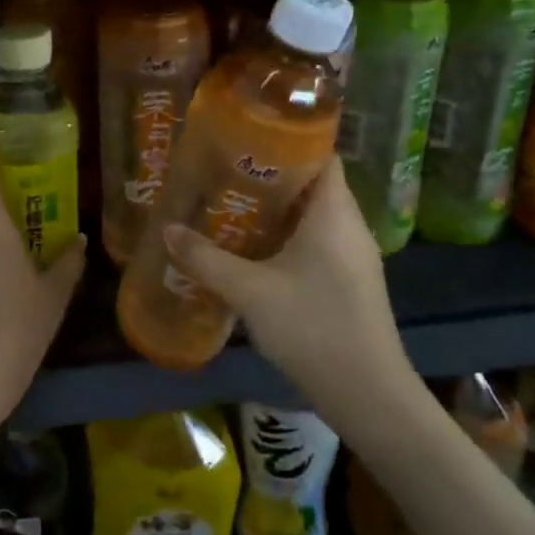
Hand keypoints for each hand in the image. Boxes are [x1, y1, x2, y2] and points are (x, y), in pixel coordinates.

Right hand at [161, 160, 418, 407]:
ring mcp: (353, 256)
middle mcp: (349, 225)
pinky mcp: (349, 281)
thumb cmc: (312, 327)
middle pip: (311, 184)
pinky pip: (316, 242)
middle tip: (223, 172)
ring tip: (229, 206)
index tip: (244, 139)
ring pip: (312, 216)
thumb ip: (205, 259)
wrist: (368, 395)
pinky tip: (253, 252)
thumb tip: (167, 230)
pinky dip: (286, 238)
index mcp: (334, 212)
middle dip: (269, 177)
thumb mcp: (249, 291)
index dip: (286, 140)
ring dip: (275, 211)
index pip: (320, 154)